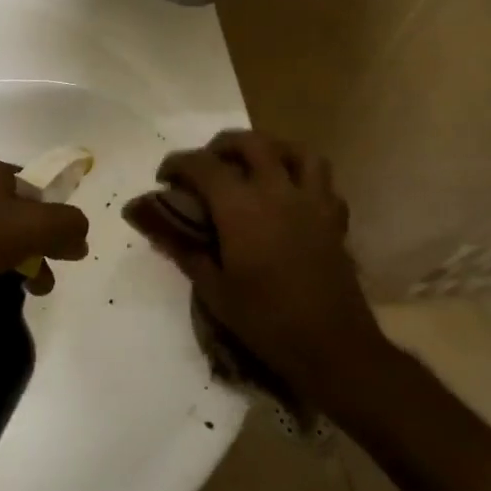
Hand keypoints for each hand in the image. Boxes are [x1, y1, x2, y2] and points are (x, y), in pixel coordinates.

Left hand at [0, 158, 90, 326]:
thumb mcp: (26, 231)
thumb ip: (64, 226)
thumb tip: (80, 233)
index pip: (38, 191)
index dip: (55, 223)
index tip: (61, 258)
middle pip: (11, 212)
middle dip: (31, 247)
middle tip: (36, 284)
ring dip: (2, 258)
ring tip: (4, 292)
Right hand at [124, 130, 385, 392]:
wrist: (332, 347)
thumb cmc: (265, 320)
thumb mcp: (214, 290)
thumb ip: (184, 250)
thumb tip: (155, 227)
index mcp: (241, 207)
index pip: (203, 165)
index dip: (178, 164)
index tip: (164, 178)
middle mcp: (277, 192)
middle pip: (251, 143)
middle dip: (222, 146)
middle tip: (206, 165)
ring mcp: (312, 202)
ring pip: (296, 151)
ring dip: (271, 149)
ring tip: (254, 166)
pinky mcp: (334, 219)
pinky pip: (323, 181)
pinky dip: (303, 177)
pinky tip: (290, 196)